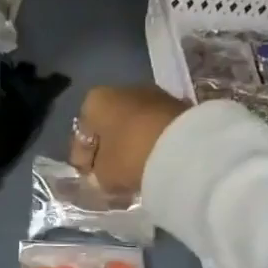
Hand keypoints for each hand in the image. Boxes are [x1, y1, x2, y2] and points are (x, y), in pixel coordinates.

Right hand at [70, 85, 188, 196]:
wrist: (186, 146)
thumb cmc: (131, 155)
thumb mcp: (104, 174)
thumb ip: (97, 174)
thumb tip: (102, 173)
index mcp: (94, 101)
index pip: (81, 134)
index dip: (82, 159)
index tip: (87, 177)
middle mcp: (120, 90)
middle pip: (107, 125)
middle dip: (107, 148)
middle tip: (109, 173)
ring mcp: (151, 94)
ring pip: (132, 124)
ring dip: (130, 144)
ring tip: (133, 169)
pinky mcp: (177, 104)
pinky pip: (153, 127)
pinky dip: (149, 141)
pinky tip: (152, 160)